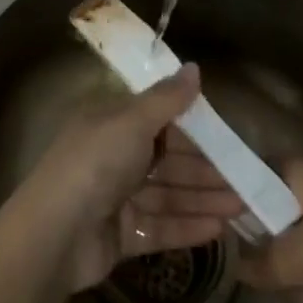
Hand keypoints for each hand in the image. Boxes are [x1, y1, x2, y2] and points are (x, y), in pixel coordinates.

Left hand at [12, 64, 244, 291]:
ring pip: (168, 194)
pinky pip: (160, 226)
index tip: (227, 135)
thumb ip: (166, 99)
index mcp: (110, 123)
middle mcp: (113, 156)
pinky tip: (219, 231)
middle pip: (167, 160)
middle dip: (206, 170)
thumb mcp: (132, 121)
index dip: (192, 127)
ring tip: (243, 207)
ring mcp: (116, 198)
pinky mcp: (120, 234)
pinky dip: (187, 227)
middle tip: (247, 180)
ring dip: (203, 199)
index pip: (158, 120)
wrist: (55, 234)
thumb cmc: (95, 163)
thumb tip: (194, 67)